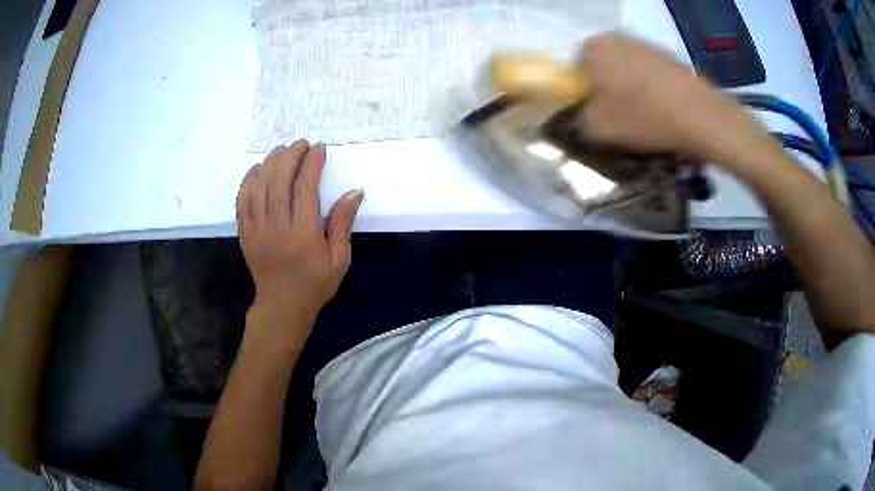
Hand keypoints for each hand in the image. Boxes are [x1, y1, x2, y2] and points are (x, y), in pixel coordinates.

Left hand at [236, 140, 363, 340]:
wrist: (282, 307)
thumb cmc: (315, 285)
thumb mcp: (339, 260)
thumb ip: (343, 224)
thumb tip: (354, 192)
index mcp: (303, 234)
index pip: (305, 187)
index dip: (312, 163)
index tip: (319, 148)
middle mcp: (277, 227)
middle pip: (279, 181)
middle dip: (290, 156)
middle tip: (301, 144)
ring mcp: (257, 230)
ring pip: (259, 187)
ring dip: (270, 163)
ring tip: (282, 150)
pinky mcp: (245, 233)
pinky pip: (242, 201)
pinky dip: (248, 181)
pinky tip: (257, 169)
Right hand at [577, 33, 748, 155]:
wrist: (699, 115)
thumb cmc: (642, 116)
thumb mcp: (597, 128)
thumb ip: (578, 120)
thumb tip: (583, 116)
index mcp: (592, 46)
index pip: (575, 68)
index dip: (583, 93)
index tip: (595, 113)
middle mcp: (617, 36)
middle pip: (603, 65)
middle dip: (607, 88)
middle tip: (619, 115)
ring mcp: (646, 44)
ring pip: (628, 68)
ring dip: (630, 88)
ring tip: (645, 114)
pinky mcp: (670, 56)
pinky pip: (651, 72)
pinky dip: (652, 87)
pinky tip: (663, 108)